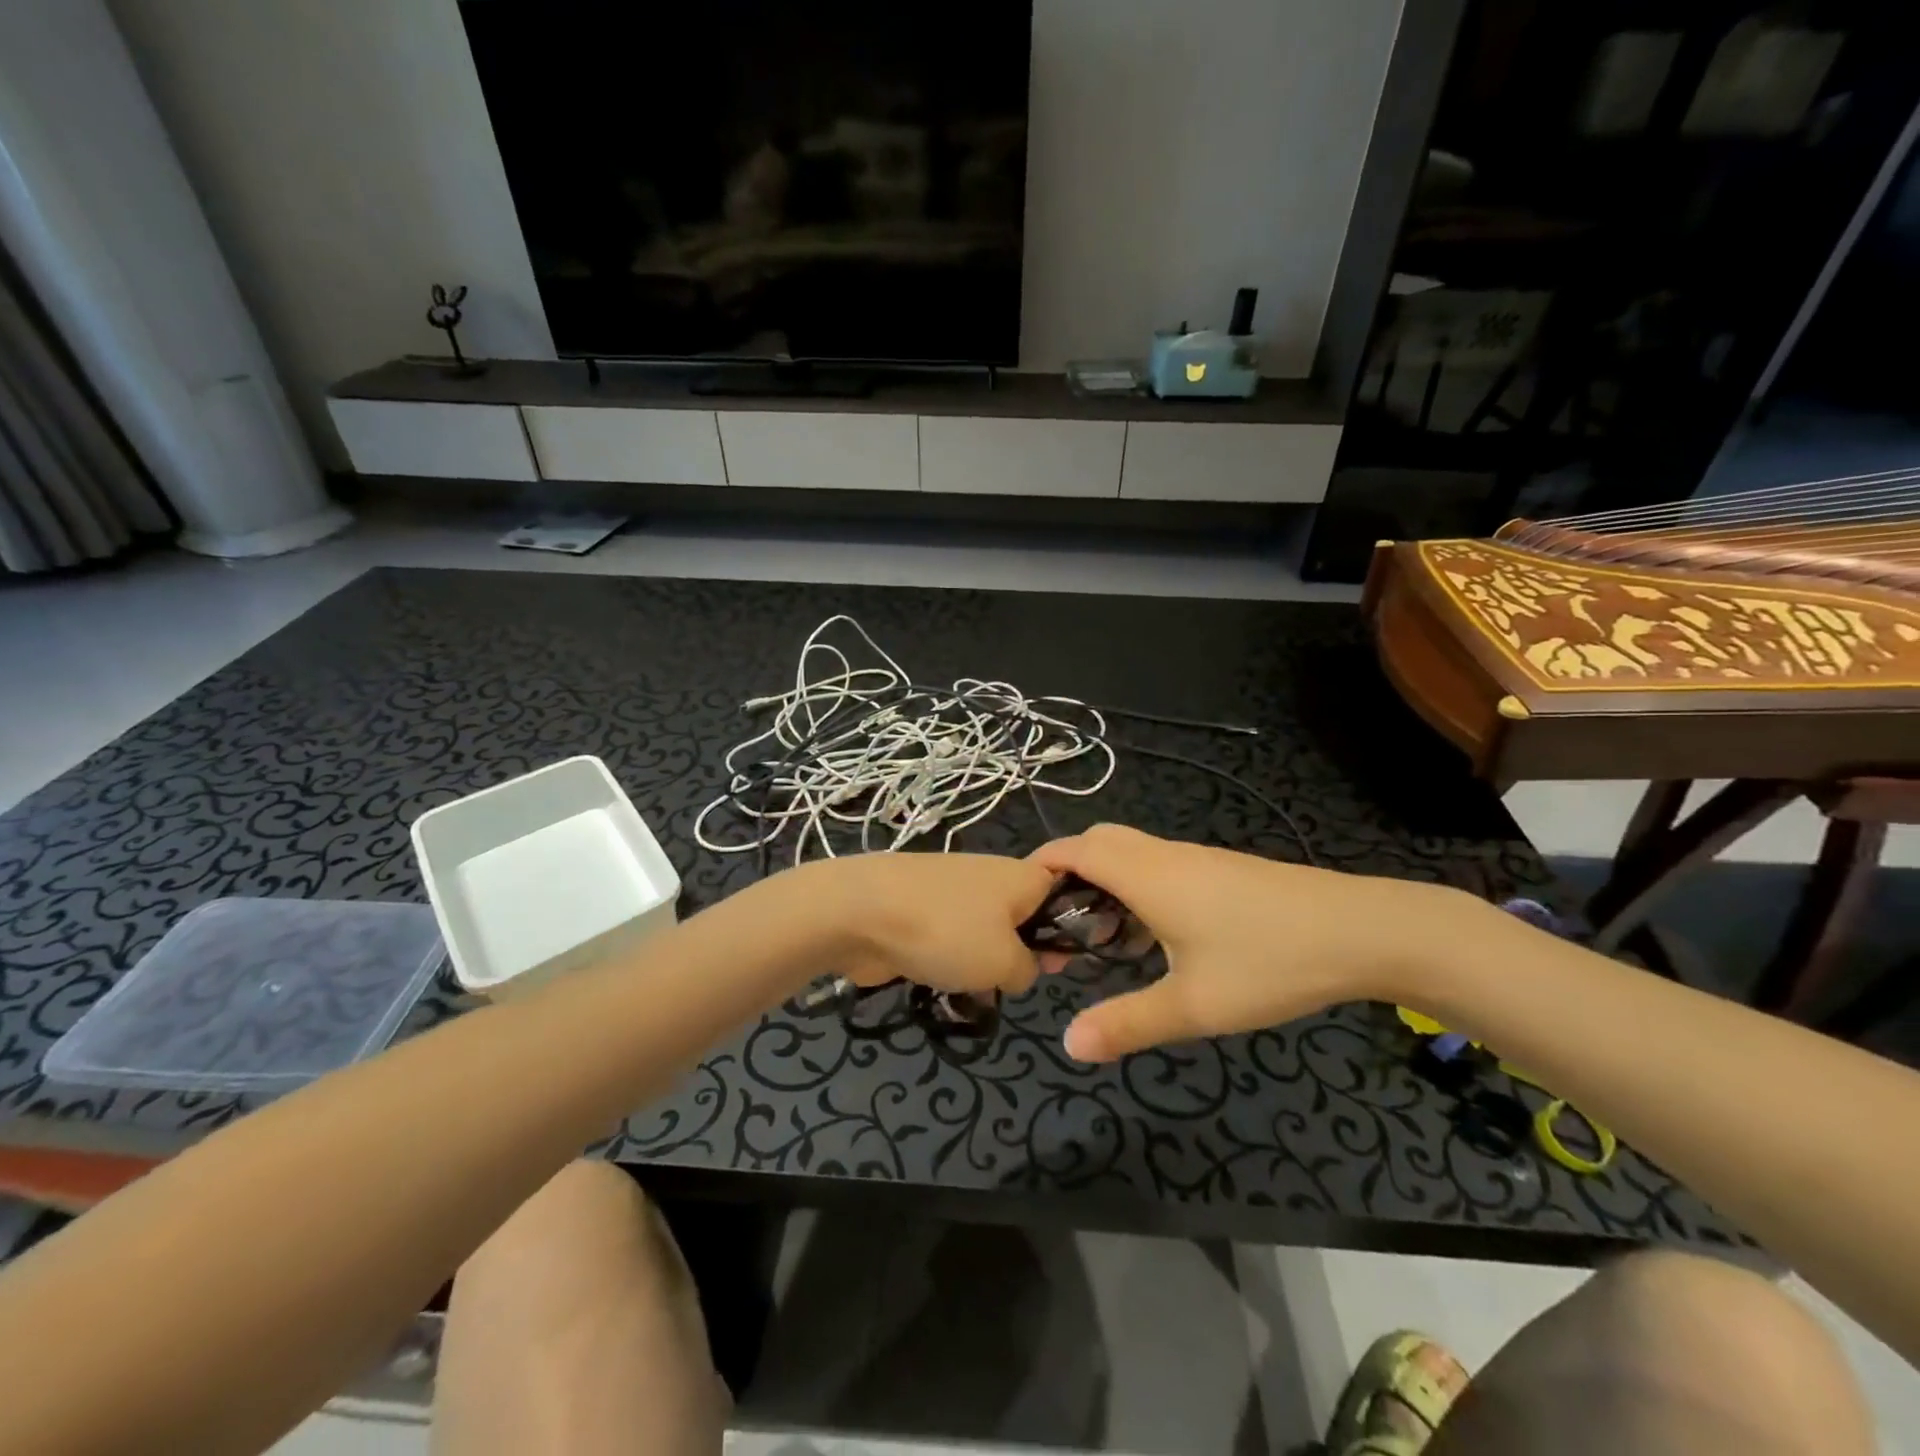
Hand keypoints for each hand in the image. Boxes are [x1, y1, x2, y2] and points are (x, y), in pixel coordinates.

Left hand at [791, 852, 1055, 996]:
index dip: (1071, 928)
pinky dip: (949, 961)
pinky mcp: (921, 909)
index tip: (1060, 964)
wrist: (860, 913)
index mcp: (1023, 876)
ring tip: (973, 989)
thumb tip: (1022, 967)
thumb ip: (1030, 969)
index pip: (1065, 893)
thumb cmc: (946, 932)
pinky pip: (951, 939)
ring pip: (986, 932)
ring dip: (983, 963)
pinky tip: (941, 983)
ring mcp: (953, 891)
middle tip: (1013, 982)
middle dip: (1021, 953)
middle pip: (1024, 917)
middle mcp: (992, 876)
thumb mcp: (1006, 963)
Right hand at [1032, 824, 1495, 1061]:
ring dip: (1105, 884)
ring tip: (1101, 939)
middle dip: (1069, 874)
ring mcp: (1197, 860)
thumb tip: (1068, 1043)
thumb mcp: (1194, 1005)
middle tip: (1060, 926)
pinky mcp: (1222, 871)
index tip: (1020, 905)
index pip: (1074, 849)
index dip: (1040, 866)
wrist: (1362, 930)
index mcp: (1146, 874)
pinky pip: (1160, 866)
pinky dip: (1137, 888)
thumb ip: (1127, 1023)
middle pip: (1099, 842)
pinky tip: (1156, 937)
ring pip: (1132, 854)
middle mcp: (1164, 856)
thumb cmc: (1268, 962)